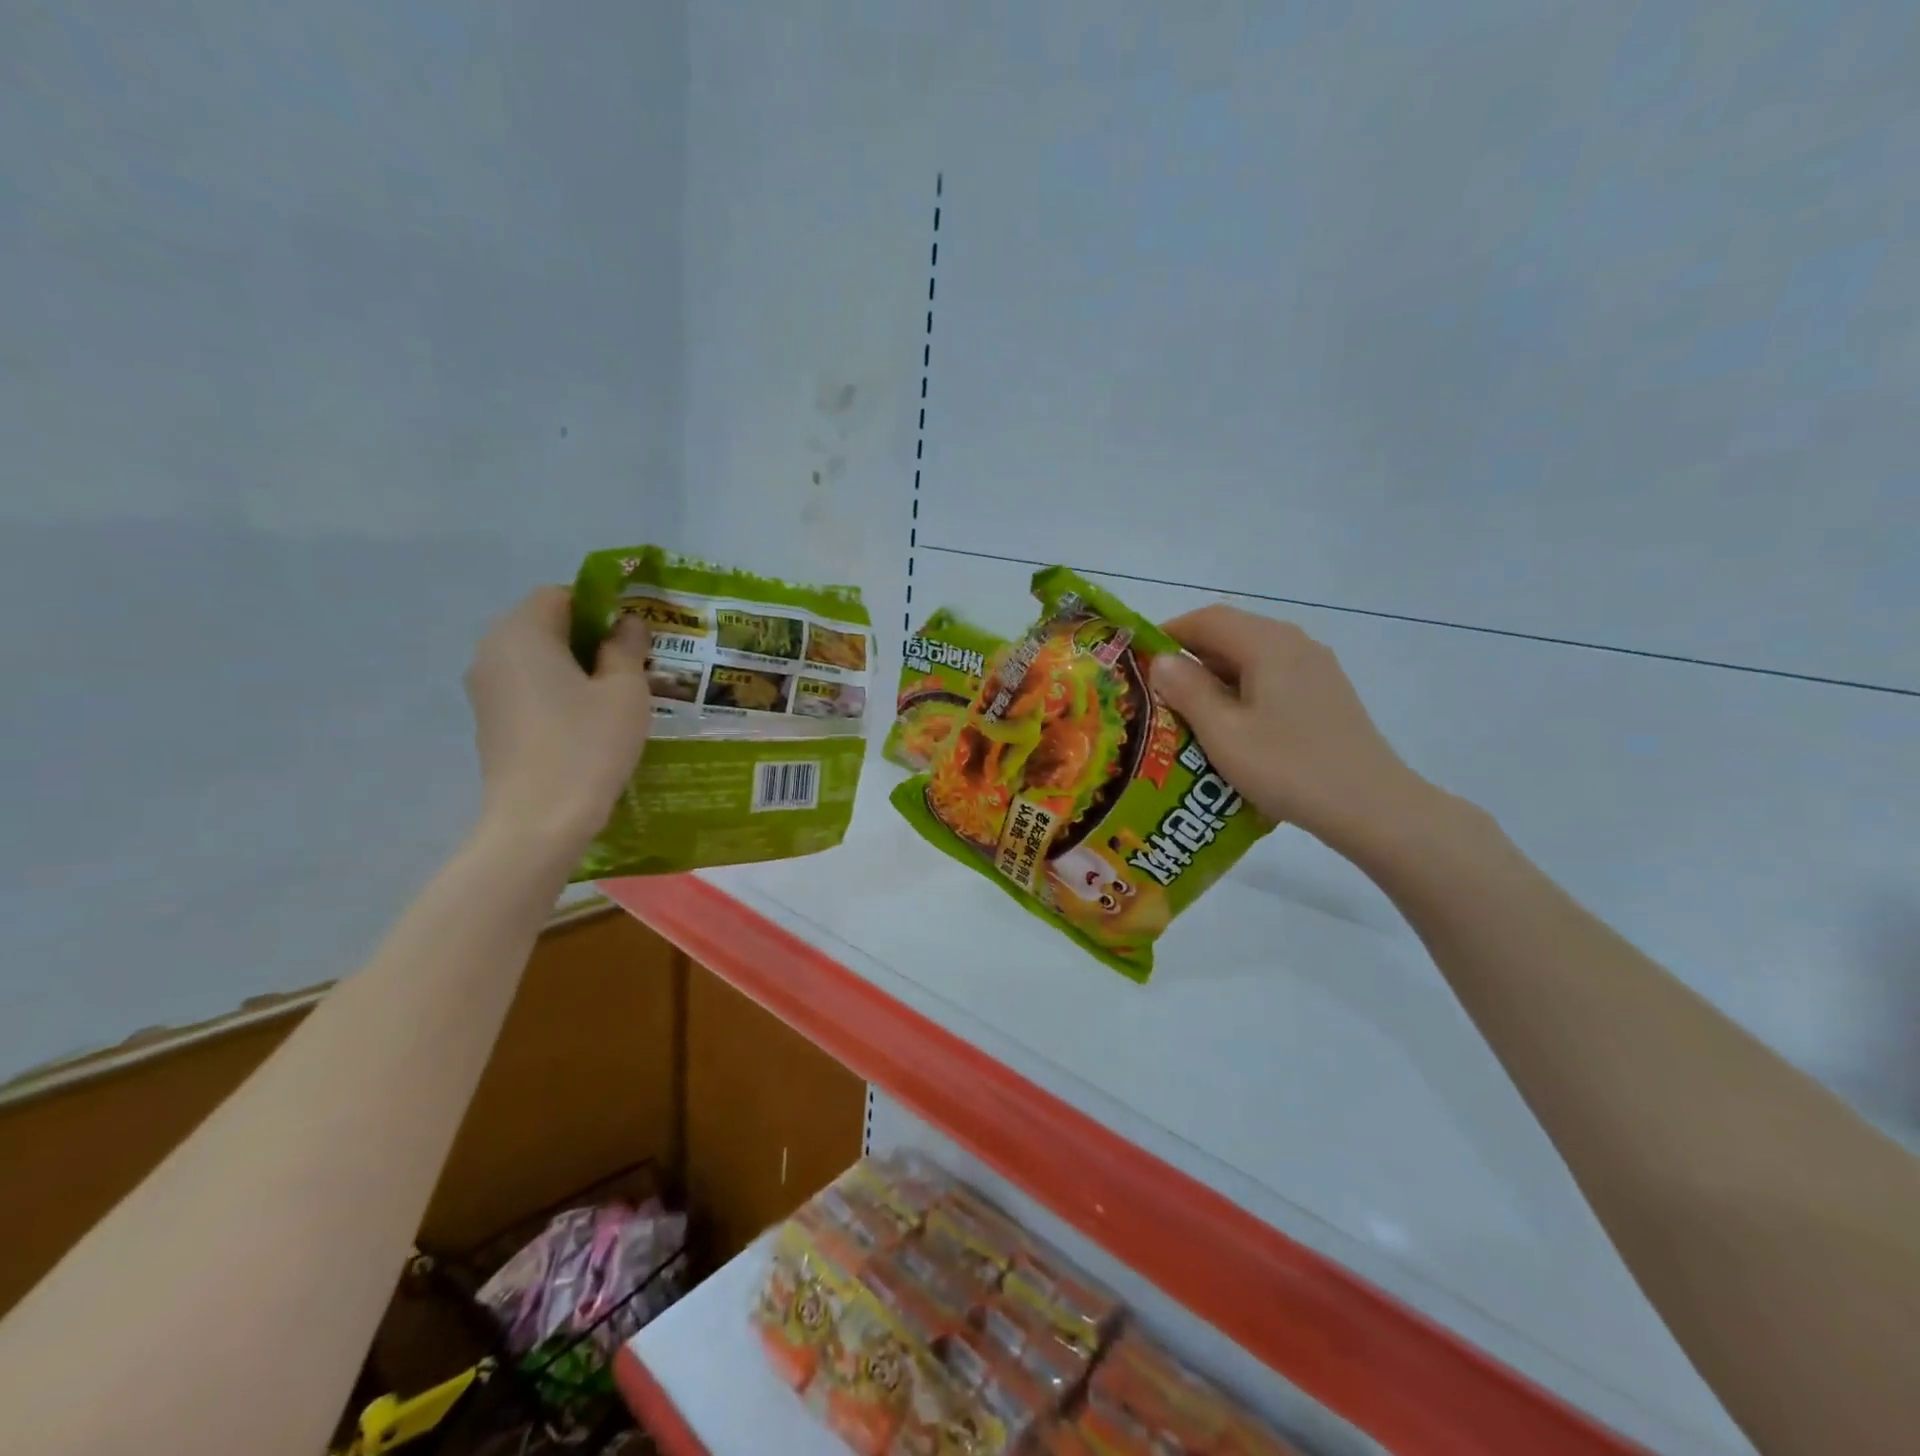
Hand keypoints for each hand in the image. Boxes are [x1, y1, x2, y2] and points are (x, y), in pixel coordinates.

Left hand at [465, 586, 652, 852]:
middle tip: (633, 664)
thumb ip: (626, 647)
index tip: (634, 635)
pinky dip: (557, 692)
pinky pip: (527, 688)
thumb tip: (626, 623)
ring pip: (537, 659)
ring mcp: (485, 689)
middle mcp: (492, 651)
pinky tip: (589, 722)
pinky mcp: (490, 721)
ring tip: (616, 696)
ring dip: (575, 667)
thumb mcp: (625, 691)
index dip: (601, 606)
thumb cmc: (588, 745)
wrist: (540, 820)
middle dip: (590, 637)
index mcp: (523, 632)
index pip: (560, 594)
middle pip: (545, 625)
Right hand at [1149, 605, 1441, 858]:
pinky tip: (1232, 723)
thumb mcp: (1223, 732)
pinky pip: (1272, 675)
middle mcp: (1294, 643)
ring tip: (1187, 709)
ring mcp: (1315, 667)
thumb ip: (1188, 691)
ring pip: (1252, 655)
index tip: (1138, 659)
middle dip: (1189, 655)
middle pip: (1231, 633)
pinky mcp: (1325, 692)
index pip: (1206, 619)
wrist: (1370, 806)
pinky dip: (1242, 687)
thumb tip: (1162, 661)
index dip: (1167, 633)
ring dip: (1215, 673)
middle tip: (1156, 688)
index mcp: (1267, 643)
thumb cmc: (1288, 767)